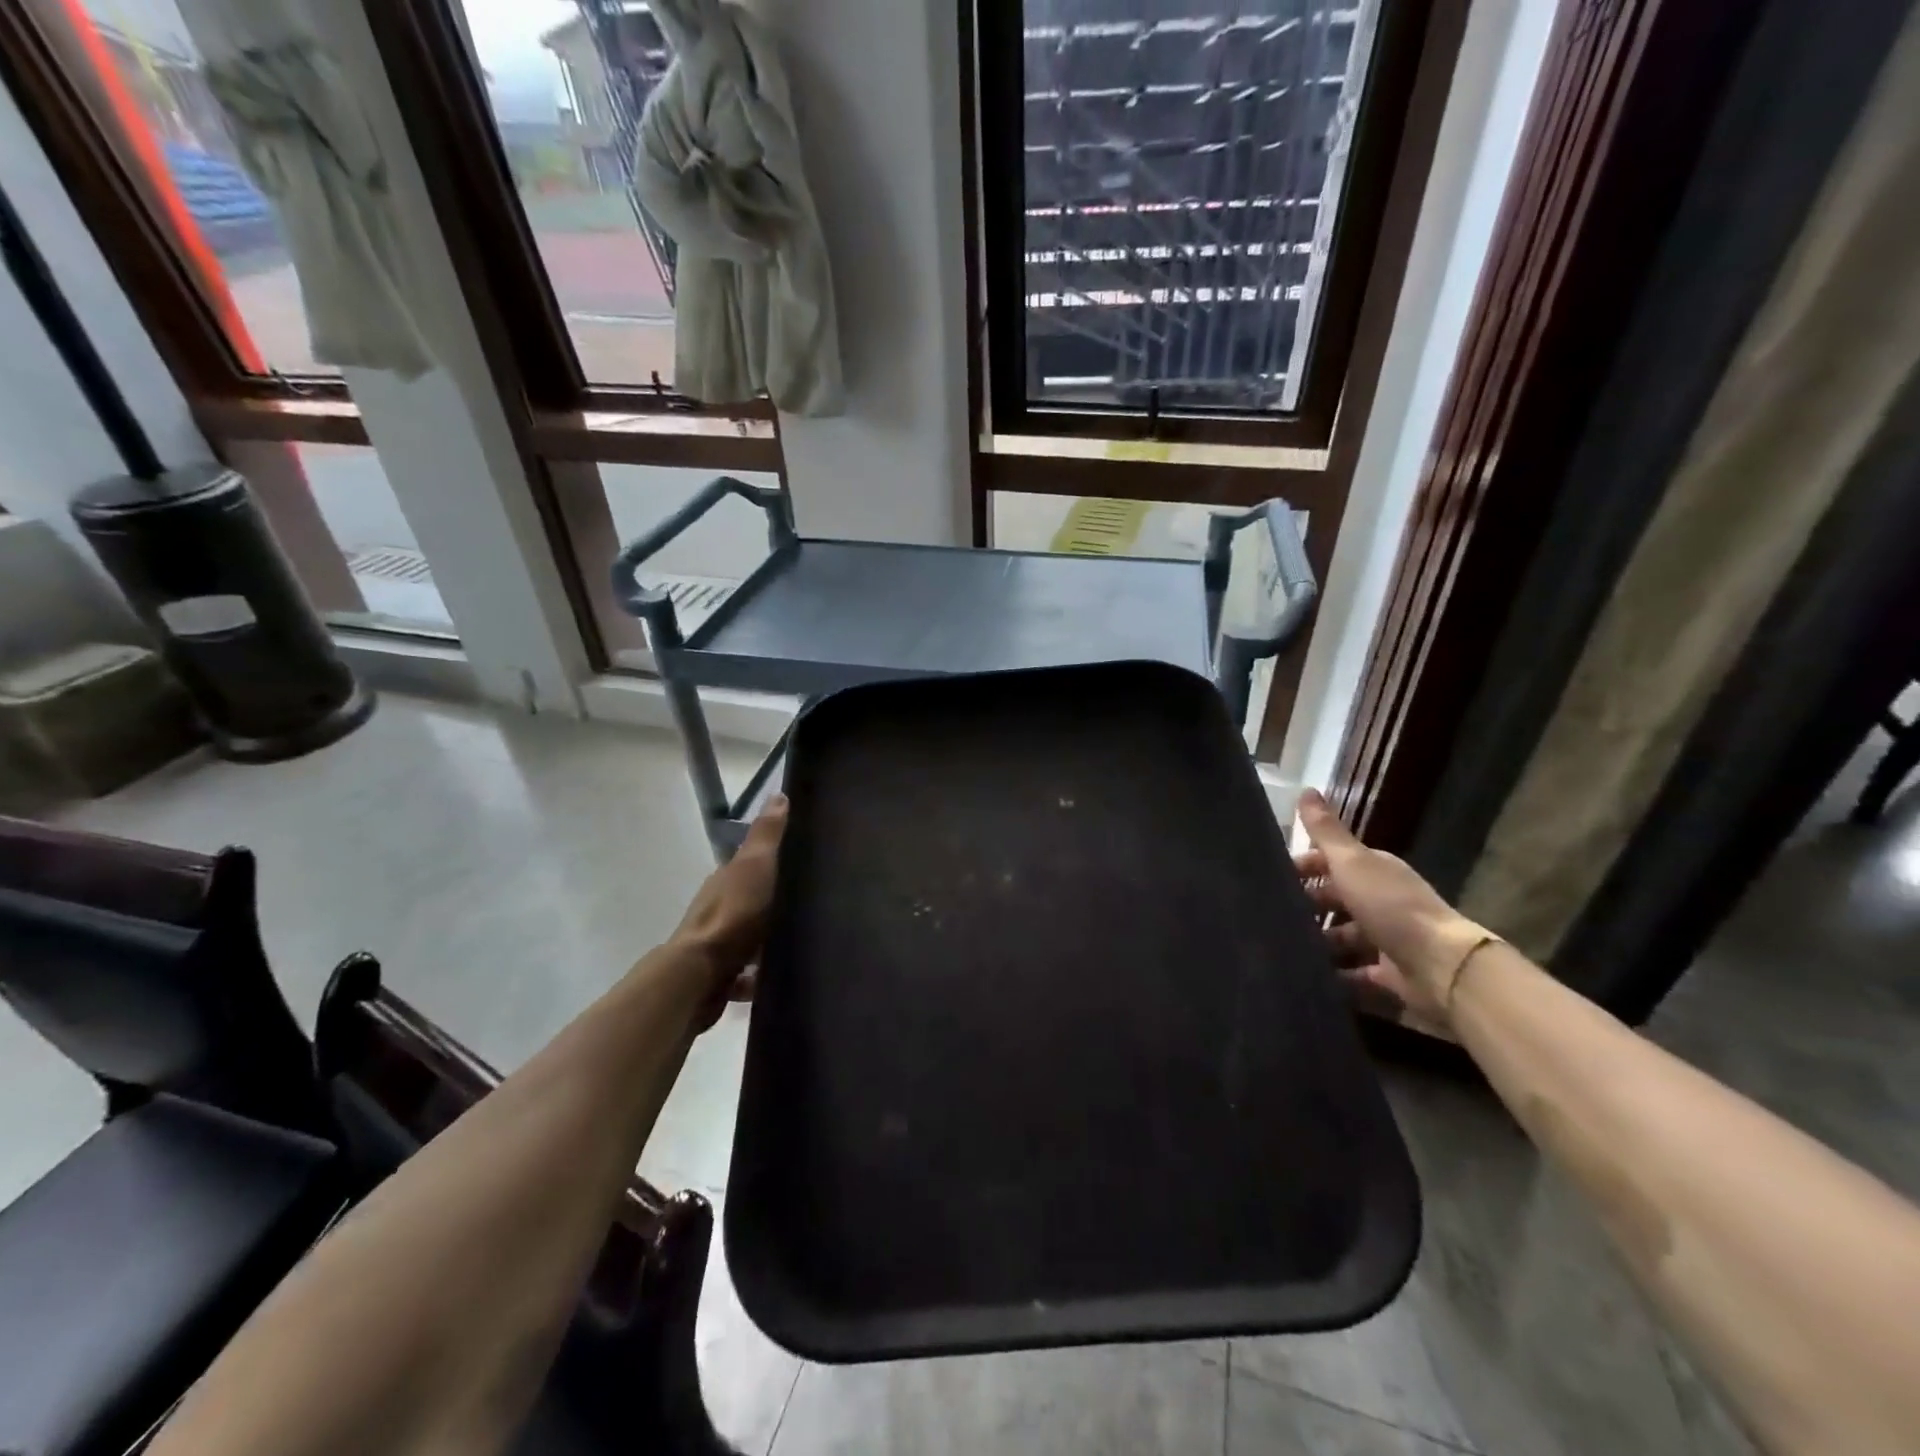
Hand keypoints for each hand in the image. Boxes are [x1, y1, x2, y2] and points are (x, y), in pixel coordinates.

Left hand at [673, 795, 787, 1019]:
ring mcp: (716, 944)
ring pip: (748, 938)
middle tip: (809, 907)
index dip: (772, 862)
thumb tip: (778, 794)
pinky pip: (746, 974)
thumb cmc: (733, 913)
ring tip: (800, 945)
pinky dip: (759, 976)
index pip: (750, 865)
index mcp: (726, 880)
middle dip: (773, 905)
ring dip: (767, 942)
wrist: (701, 974)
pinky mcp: (719, 977)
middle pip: (750, 902)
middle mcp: (718, 909)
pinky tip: (780, 978)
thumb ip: (767, 835)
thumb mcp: (756, 865)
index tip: (801, 864)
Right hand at [1294, 789, 1490, 1030]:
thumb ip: (1326, 831)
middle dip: (1306, 906)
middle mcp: (1381, 900)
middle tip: (1269, 915)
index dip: (1303, 866)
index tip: (1271, 877)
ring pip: (1342, 937)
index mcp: (1374, 871)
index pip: (1331, 861)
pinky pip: (1354, 974)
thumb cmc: (1390, 906)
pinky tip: (1307, 977)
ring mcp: (1386, 939)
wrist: (1440, 966)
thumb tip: (1306, 789)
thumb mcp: (1351, 862)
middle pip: (1336, 900)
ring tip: (1282, 948)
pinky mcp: (1389, 975)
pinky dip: (1334, 977)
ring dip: (1318, 942)